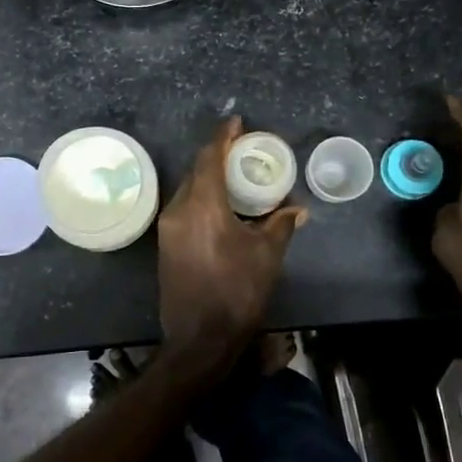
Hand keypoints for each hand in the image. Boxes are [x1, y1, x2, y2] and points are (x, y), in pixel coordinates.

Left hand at [155, 117, 305, 393]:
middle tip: (241, 150)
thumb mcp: (267, 255)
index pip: (210, 158)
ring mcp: (168, 228)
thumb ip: (281, 224)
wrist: (199, 338)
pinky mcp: (165, 244)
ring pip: (188, 189)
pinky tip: (220, 206)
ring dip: (208, 178)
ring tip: (233, 176)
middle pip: (196, 170)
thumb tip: (297, 209)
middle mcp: (178, 210)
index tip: (237, 123)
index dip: (223, 137)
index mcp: (203, 206)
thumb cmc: (237, 292)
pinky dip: (201, 197)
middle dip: (216, 155)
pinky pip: (183, 207)